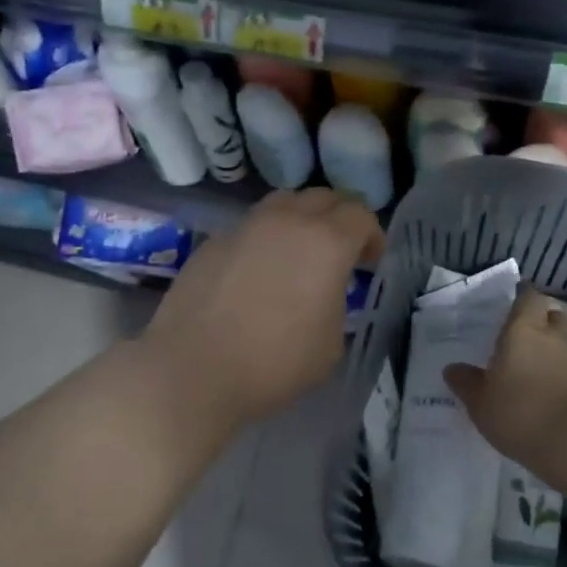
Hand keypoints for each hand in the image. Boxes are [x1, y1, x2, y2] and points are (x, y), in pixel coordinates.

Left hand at [142, 189, 384, 427]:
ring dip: (300, 219)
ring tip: (298, 253)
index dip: (372, 236)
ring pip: (283, 203)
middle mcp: (287, 222)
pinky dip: (264, 239)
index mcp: (326, 243)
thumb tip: (323, 294)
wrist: (194, 369)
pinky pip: (250, 227)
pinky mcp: (213, 241)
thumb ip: (336, 305)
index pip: (361, 215)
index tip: (370, 262)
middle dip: (339, 219)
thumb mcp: (330, 345)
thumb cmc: (274, 363)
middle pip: (323, 197)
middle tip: (340, 252)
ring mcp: (245, 227)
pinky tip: (256, 272)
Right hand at [445, 288, 566, 465]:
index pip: (528, 298)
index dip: (522, 297)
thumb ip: (466, 382)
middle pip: (553, 316)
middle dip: (542, 320)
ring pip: (566, 343)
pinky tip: (550, 392)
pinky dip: (563, 374)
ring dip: (553, 349)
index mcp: (523, 331)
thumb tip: (453, 369)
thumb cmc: (518, 413)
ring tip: (535, 367)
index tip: (514, 301)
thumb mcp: (479, 402)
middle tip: (524, 334)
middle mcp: (554, 338)